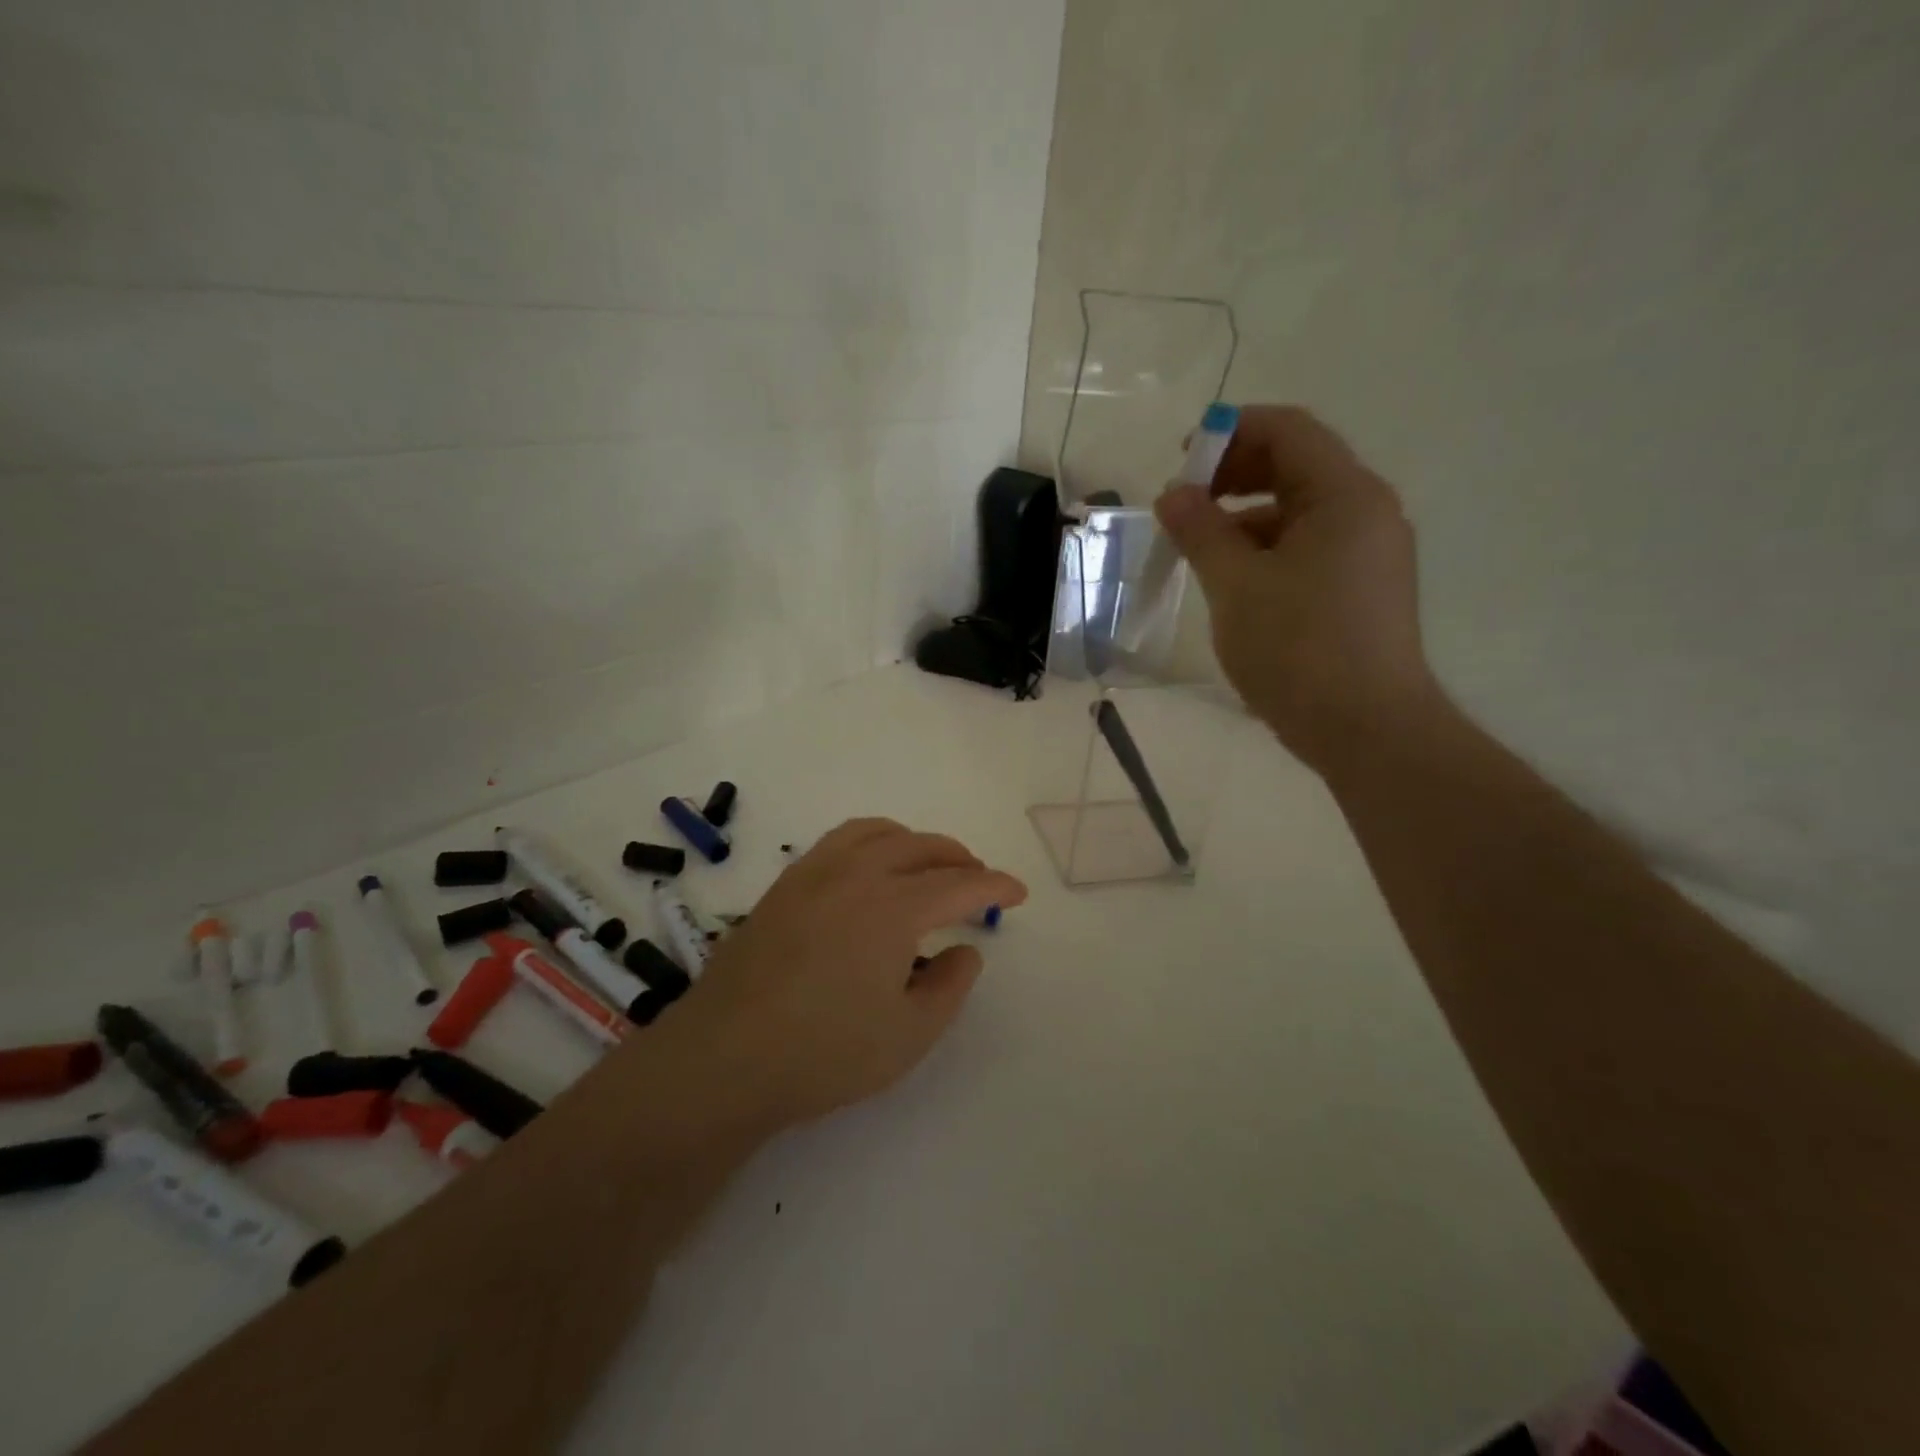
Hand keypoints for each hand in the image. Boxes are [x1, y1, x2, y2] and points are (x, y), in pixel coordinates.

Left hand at [657, 819, 1027, 1134]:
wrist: (723, 1057)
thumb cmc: (824, 1052)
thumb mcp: (908, 1034)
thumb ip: (949, 986)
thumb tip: (967, 950)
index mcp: (894, 906)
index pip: (959, 884)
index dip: (995, 886)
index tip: (1017, 892)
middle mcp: (857, 874)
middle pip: (920, 847)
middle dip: (958, 858)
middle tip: (978, 880)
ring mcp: (814, 873)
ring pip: (876, 832)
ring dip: (913, 841)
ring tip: (928, 863)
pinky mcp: (784, 886)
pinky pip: (839, 842)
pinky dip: (872, 843)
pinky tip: (869, 873)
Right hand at [1154, 405, 1437, 774]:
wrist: (1366, 729)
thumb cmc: (1297, 648)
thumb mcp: (1235, 585)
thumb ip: (1200, 530)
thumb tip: (1173, 494)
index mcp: (1345, 495)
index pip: (1289, 430)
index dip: (1231, 431)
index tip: (1181, 458)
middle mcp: (1366, 512)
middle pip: (1296, 466)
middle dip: (1234, 474)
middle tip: (1184, 502)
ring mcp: (1368, 553)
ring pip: (1298, 511)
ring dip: (1244, 516)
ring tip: (1197, 547)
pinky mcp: (1360, 589)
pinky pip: (1307, 547)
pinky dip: (1265, 549)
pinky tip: (1231, 580)